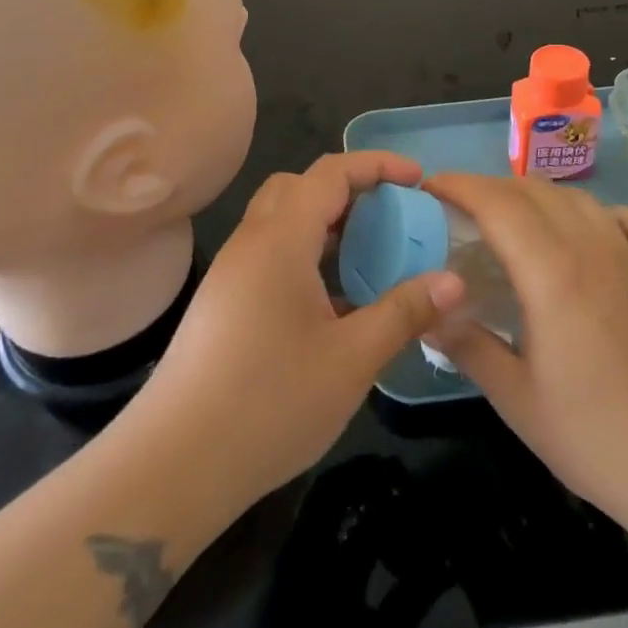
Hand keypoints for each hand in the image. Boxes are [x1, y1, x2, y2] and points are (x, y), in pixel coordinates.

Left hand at [123, 152, 465, 517]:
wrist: (174, 462)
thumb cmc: (268, 403)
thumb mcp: (351, 359)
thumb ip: (403, 312)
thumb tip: (454, 282)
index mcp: (281, 239)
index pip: (330, 172)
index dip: (377, 165)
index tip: (418, 179)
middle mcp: (251, 242)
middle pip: (300, 187)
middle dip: (349, 189)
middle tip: (391, 217)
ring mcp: (232, 272)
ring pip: (281, 221)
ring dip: (325, 225)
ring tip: (369, 259)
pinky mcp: (223, 302)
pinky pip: (270, 254)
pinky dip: (306, 255)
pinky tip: (332, 304)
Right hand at [423, 174, 627, 526]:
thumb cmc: (597, 440)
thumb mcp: (516, 400)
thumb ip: (467, 346)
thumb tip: (428, 314)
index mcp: (553, 274)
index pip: (498, 204)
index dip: (459, 186)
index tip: (431, 188)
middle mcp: (594, 249)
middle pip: (534, 191)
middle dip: (490, 188)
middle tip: (461, 211)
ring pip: (578, 198)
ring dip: (537, 196)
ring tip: (514, 220)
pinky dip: (599, 213)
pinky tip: (589, 235)